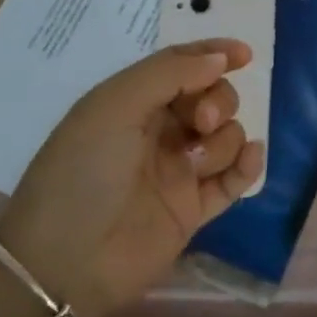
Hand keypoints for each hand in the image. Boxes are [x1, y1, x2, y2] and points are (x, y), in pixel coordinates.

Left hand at [0, 40, 265, 316]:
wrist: (69, 262)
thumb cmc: (84, 172)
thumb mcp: (115, 106)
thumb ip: (169, 73)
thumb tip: (220, 58)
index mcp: (132, 103)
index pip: (180, 66)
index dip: (212, 54)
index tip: (244, 54)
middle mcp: (157, 132)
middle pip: (211, 98)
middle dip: (217, 102)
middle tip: (201, 122)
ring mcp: (179, 171)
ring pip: (227, 136)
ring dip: (222, 141)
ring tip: (197, 163)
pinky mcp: (195, 208)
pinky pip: (236, 178)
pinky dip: (247, 165)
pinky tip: (247, 160)